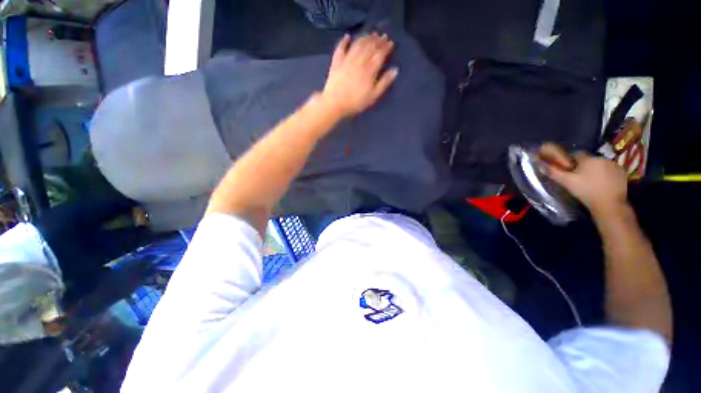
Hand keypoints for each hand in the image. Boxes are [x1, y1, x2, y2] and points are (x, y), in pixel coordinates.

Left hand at [321, 33, 398, 117]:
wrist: (335, 103)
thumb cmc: (356, 102)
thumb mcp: (373, 96)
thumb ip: (384, 82)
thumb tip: (395, 69)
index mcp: (370, 69)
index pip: (380, 54)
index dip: (386, 47)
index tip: (391, 42)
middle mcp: (359, 60)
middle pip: (369, 47)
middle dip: (378, 40)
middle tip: (383, 35)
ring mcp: (347, 59)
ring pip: (357, 44)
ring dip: (365, 37)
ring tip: (371, 34)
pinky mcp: (336, 62)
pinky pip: (341, 47)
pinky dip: (344, 41)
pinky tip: (348, 36)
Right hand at [539, 143, 628, 216]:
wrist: (609, 205)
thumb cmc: (586, 191)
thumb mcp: (567, 182)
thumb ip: (554, 172)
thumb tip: (540, 164)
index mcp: (588, 159)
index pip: (576, 154)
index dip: (571, 162)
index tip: (569, 171)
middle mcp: (602, 158)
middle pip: (589, 159)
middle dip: (584, 166)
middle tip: (579, 178)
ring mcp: (615, 165)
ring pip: (600, 164)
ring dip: (595, 170)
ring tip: (592, 182)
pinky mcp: (622, 172)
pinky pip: (610, 170)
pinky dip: (606, 174)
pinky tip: (603, 184)